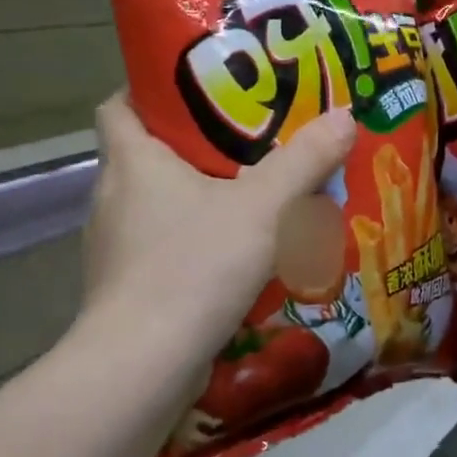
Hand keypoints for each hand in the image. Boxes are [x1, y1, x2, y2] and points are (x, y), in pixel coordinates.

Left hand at [81, 94, 357, 363]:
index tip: (197, 93)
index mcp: (131, 162)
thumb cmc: (194, 266)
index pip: (119, 105)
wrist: (144, 366)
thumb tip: (344, 116)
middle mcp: (112, 198)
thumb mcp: (263, 208)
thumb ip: (305, 161)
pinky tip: (234, 258)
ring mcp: (115, 248)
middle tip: (248, 143)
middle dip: (193, 148)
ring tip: (249, 200)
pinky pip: (162, 251)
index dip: (150, 91)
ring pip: (156, 207)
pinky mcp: (126, 289)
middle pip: (145, 155)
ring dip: (196, 201)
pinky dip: (193, 246)